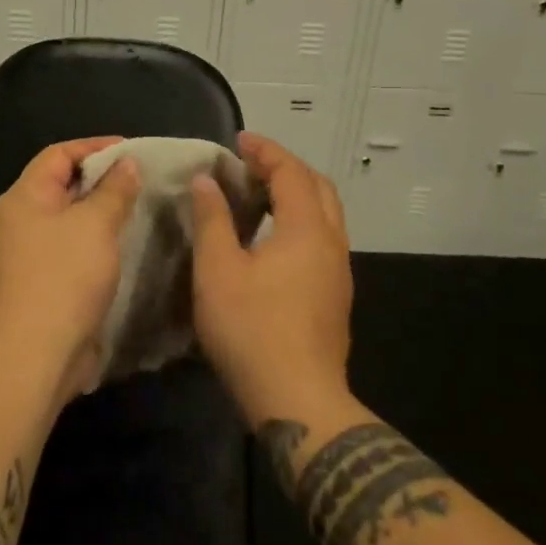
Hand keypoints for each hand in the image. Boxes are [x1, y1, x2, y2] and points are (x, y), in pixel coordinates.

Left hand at [0, 137, 141, 406]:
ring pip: (68, 220)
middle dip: (101, 180)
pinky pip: (69, 249)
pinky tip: (122, 247)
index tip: (132, 151)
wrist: (36, 356)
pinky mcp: (39, 284)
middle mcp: (19, 220)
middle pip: (62, 185)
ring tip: (137, 210)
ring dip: (100, 214)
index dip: (95, 147)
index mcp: (25, 197)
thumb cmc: (65, 277)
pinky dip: (94, 242)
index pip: (59, 154)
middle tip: (139, 180)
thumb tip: (127, 163)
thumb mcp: (96, 224)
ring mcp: (26, 255)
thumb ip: (115, 190)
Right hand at [191, 132, 353, 426]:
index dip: (265, 151)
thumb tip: (206, 181)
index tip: (238, 141)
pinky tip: (272, 239)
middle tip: (251, 165)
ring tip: (259, 195)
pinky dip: (300, 220)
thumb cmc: (253, 330)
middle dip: (286, 167)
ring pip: (325, 214)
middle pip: (317, 186)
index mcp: (306, 229)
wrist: (299, 403)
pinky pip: (322, 238)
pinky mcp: (336, 296)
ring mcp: (338, 271)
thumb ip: (212, 220)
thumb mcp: (218, 271)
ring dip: (296, 194)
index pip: (291, 171)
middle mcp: (331, 242)